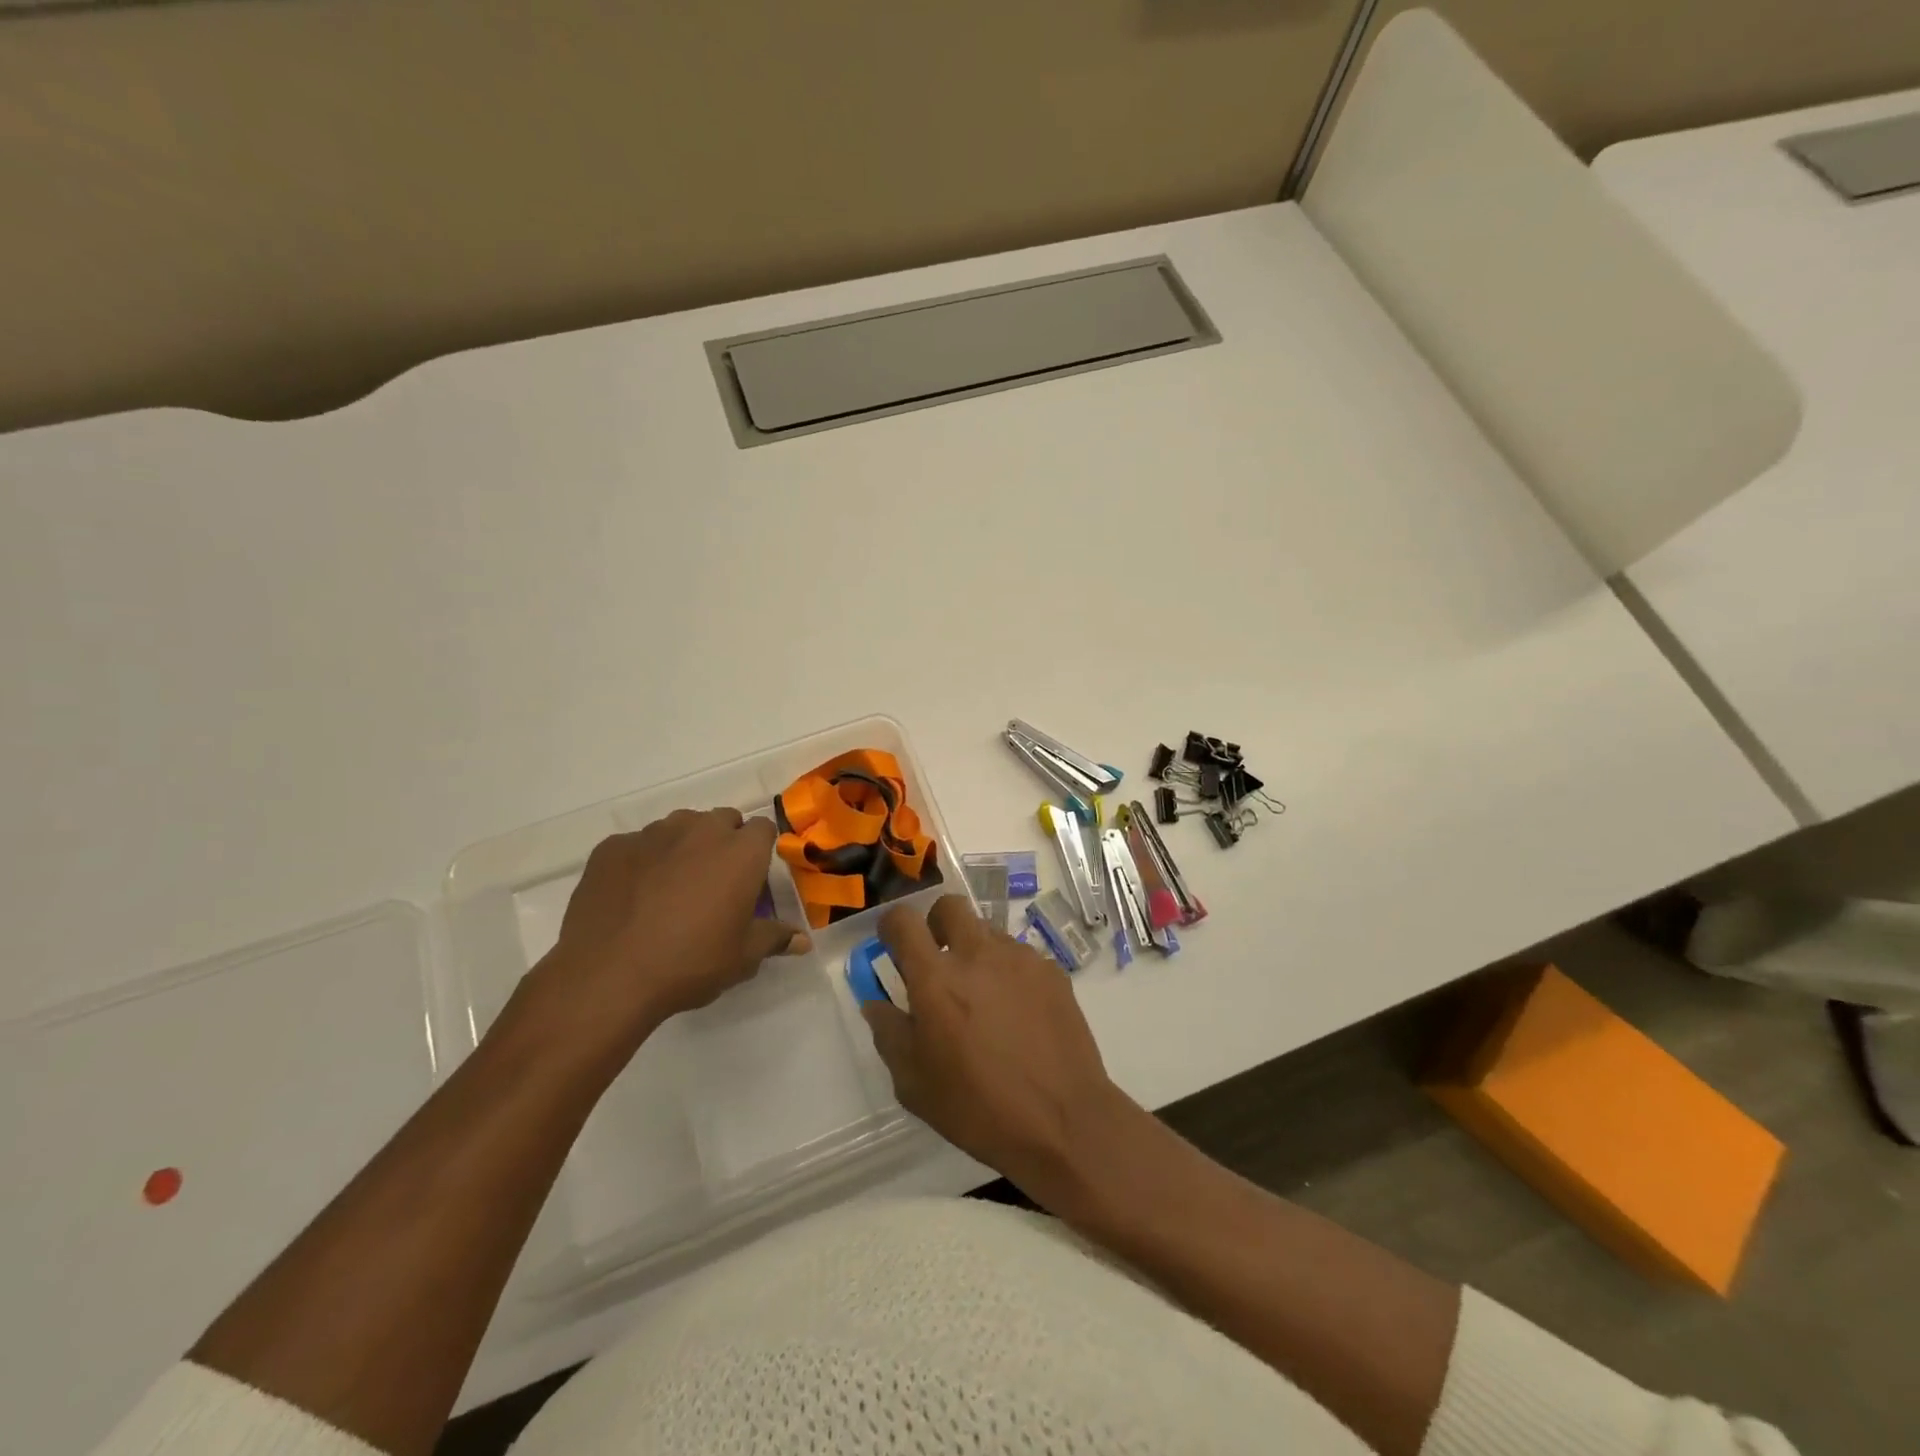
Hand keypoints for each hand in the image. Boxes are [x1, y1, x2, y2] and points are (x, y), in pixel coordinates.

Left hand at [516, 809, 808, 1064]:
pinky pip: (637, 845)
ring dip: (684, 847)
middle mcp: (700, 830)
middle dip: (724, 842)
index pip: (763, 829)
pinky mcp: (612, 847)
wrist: (608, 975)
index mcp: (740, 851)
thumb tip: (802, 941)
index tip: (751, 879)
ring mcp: (652, 834)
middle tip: (715, 884)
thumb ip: (775, 939)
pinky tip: (633, 896)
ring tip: (672, 888)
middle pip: (722, 820)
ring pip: (679, 827)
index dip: (760, 851)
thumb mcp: (742, 958)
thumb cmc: (690, 963)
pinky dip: (642, 861)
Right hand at [862, 895, 1135, 1201]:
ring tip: (983, 999)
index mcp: (936, 979)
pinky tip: (1017, 1014)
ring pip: (988, 931)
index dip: (892, 926)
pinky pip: (1020, 957)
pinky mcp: (1052, 971)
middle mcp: (978, 954)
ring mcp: (1020, 958)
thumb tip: (877, 1003)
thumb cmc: (979, 1108)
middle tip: (938, 961)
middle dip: (937, 923)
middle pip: (950, 905)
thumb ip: (889, 1033)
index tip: (892, 944)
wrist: (1063, 1122)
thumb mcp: (914, 1085)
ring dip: (975, 951)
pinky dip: (1009, 973)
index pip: (903, 920)